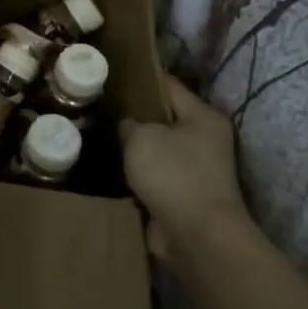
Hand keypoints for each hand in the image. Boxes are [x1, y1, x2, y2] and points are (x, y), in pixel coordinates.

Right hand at [120, 74, 247, 264]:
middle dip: (136, 114)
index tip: (114, 72)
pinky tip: (113, 165)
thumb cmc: (173, 174)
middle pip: (165, 118)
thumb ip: (130, 124)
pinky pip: (156, 175)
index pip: (169, 85)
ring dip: (136, 147)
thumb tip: (129, 126)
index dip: (142, 77)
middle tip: (102, 105)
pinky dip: (139, 173)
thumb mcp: (142, 136)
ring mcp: (197, 171)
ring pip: (159, 149)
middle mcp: (206, 140)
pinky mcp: (184, 196)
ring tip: (102, 134)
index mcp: (203, 117)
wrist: (197, 236)